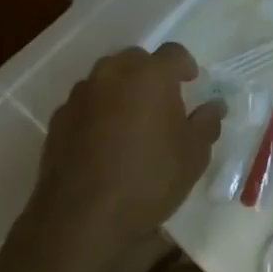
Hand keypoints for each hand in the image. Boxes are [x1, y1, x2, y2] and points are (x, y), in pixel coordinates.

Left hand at [23, 43, 224, 271]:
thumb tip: (214, 106)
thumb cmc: (149, 179)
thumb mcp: (193, 155)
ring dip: (121, 91)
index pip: (174, 53)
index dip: (185, 66)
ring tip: (131, 122)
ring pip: (106, 79)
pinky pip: (85, 104)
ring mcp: (81, 95)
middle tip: (162, 102)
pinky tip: (103, 142)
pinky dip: (97, 113)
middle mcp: (113, 73)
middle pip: (136, 60)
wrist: (82, 218)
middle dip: (150, 74)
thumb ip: (207, 122)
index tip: (191, 83)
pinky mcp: (58, 119)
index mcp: (150, 75)